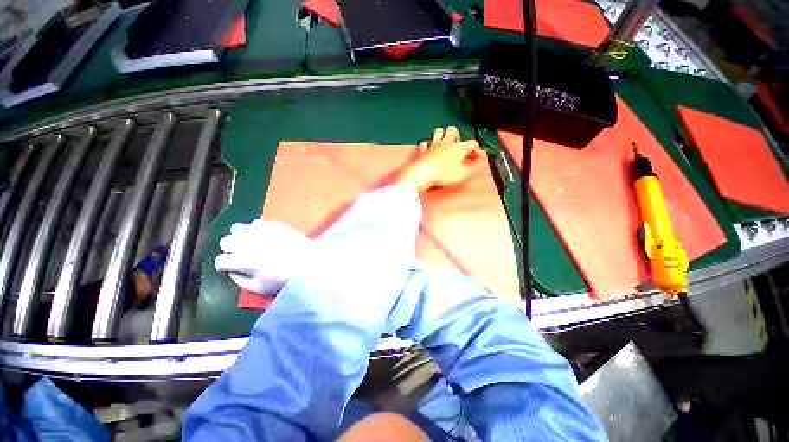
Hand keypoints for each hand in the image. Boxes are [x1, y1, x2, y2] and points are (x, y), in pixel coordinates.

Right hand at [214, 220, 312, 292]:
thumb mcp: (260, 288)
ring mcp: (263, 231)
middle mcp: (250, 243)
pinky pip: (256, 223)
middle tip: (240, 254)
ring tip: (249, 243)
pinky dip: (255, 229)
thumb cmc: (285, 278)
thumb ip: (240, 281)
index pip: (221, 260)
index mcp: (245, 261)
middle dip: (230, 249)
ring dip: (240, 236)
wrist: (310, 263)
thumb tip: (231, 271)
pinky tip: (263, 236)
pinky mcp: (275, 225)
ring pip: (237, 228)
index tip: (231, 267)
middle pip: (225, 241)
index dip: (224, 265)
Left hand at [395, 126, 481, 193]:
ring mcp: (433, 145)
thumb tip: (474, 165)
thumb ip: (470, 169)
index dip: (476, 149)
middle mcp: (446, 143)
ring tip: (443, 144)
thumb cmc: (444, 174)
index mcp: (458, 148)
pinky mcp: (423, 150)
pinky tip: (428, 150)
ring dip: (442, 135)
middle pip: (452, 130)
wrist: (423, 174)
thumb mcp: (462, 174)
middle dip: (456, 135)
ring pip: (438, 131)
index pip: (471, 143)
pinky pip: (425, 143)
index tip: (476, 156)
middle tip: (457, 146)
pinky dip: (427, 145)